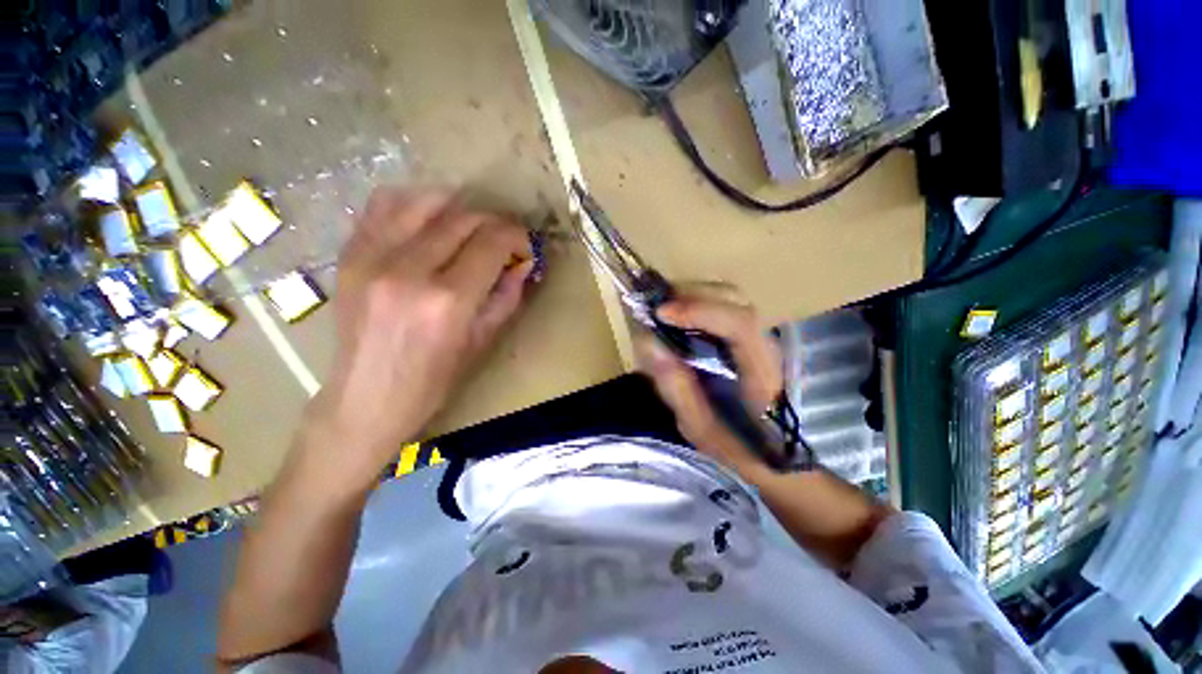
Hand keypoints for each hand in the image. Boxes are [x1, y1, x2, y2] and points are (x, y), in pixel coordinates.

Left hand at [302, 188, 534, 488]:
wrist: (366, 398)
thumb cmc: (433, 380)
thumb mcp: (483, 341)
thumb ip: (507, 296)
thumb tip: (523, 263)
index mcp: (447, 300)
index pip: (492, 242)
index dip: (517, 237)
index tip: (525, 248)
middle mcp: (408, 269)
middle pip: (463, 218)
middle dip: (494, 223)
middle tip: (504, 241)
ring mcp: (371, 256)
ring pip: (426, 201)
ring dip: (459, 208)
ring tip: (471, 228)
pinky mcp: (349, 254)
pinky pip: (384, 205)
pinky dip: (416, 203)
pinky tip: (431, 220)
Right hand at [638, 284, 782, 481]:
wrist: (777, 455)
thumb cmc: (740, 449)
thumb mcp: (700, 428)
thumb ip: (676, 387)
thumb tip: (647, 342)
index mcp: (762, 373)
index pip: (739, 324)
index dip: (699, 311)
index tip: (660, 314)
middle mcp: (766, 345)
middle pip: (734, 298)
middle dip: (690, 296)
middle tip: (655, 310)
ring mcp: (760, 336)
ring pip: (729, 296)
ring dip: (691, 297)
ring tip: (662, 313)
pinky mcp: (749, 336)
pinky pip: (722, 306)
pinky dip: (696, 304)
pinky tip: (678, 319)